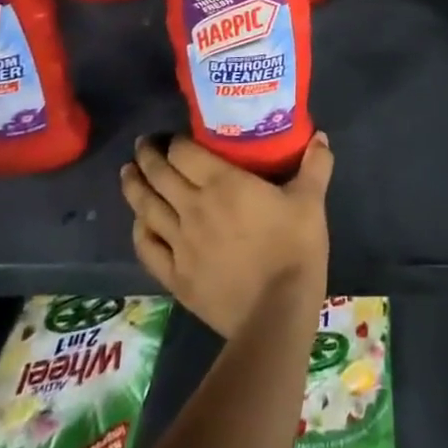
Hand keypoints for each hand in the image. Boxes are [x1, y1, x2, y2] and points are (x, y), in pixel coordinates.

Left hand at [120, 134, 332, 338]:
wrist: (276, 313)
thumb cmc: (294, 248)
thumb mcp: (311, 201)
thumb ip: (315, 165)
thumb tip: (319, 137)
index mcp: (223, 183)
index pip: (185, 152)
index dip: (175, 140)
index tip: (173, 134)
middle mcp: (194, 207)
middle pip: (160, 175)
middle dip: (148, 157)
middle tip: (143, 145)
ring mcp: (180, 243)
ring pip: (147, 208)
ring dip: (134, 187)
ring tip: (127, 172)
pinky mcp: (176, 276)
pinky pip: (148, 248)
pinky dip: (140, 230)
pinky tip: (138, 223)